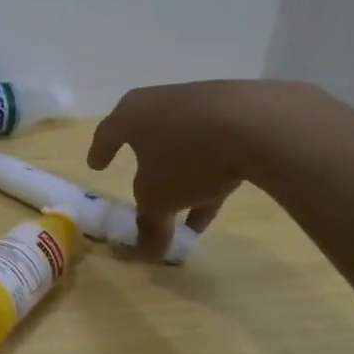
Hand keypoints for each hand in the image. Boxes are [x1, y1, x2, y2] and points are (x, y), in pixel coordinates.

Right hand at [87, 80, 286, 256]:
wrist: (257, 122)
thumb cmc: (187, 157)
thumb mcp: (160, 199)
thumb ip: (150, 225)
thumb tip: (147, 252)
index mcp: (132, 115)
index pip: (108, 133)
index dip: (100, 152)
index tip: (96, 165)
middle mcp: (162, 101)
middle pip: (148, 134)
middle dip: (146, 162)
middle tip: (141, 180)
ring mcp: (201, 102)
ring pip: (183, 142)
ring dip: (182, 172)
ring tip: (187, 207)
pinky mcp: (237, 109)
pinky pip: (213, 143)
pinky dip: (210, 167)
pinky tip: (219, 195)